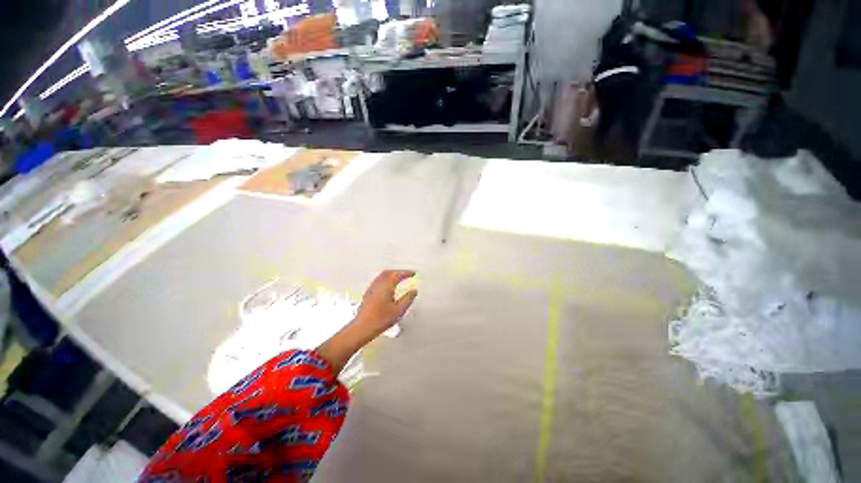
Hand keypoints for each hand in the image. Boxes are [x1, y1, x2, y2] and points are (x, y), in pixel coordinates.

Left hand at [355, 270, 417, 334]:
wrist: (363, 327)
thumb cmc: (380, 319)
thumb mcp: (399, 310)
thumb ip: (408, 298)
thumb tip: (413, 292)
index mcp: (387, 286)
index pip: (398, 274)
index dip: (406, 273)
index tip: (412, 273)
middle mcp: (378, 284)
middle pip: (389, 272)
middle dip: (398, 272)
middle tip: (406, 274)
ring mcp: (372, 288)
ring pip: (382, 276)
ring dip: (391, 274)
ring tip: (398, 278)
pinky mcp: (368, 294)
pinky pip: (378, 281)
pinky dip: (385, 279)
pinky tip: (387, 286)